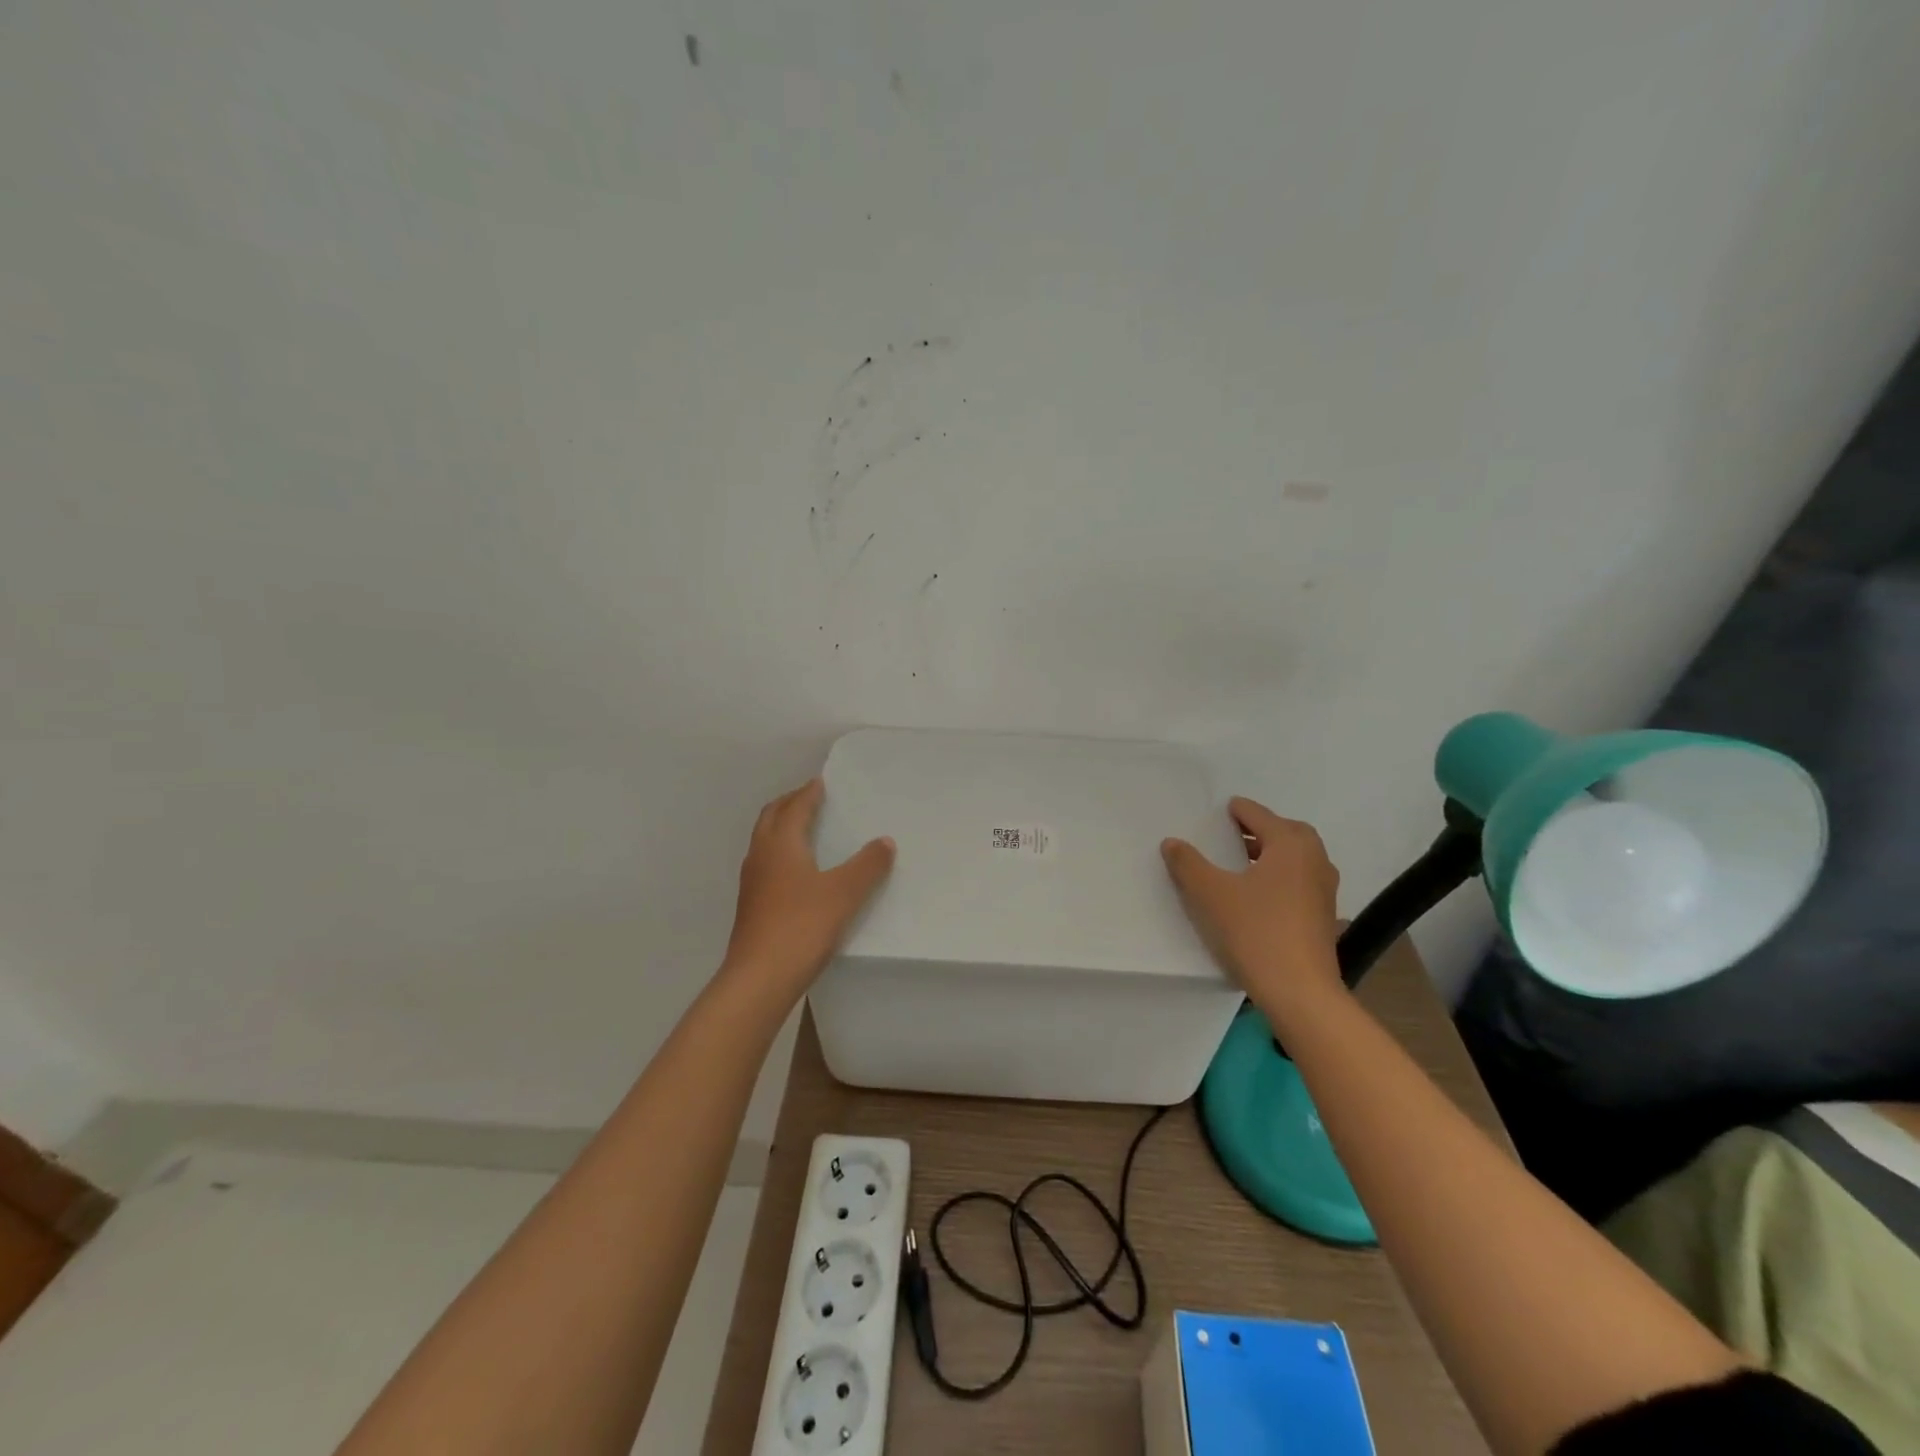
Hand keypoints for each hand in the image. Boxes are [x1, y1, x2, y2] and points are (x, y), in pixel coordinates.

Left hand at [720, 779, 894, 1008]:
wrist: (759, 978)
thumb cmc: (802, 926)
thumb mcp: (844, 893)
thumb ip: (867, 865)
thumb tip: (885, 841)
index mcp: (781, 844)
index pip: (794, 807)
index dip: (808, 793)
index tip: (821, 782)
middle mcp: (760, 856)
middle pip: (771, 818)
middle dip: (789, 804)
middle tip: (809, 798)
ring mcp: (751, 883)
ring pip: (764, 841)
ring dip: (781, 827)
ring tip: (803, 829)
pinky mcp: (750, 906)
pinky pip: (765, 864)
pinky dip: (779, 853)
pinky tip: (796, 872)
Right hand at [1161, 797, 1342, 1024]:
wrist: (1300, 991)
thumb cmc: (1255, 931)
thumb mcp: (1211, 894)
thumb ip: (1188, 863)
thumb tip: (1172, 842)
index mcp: (1290, 845)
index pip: (1260, 816)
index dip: (1239, 810)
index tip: (1223, 808)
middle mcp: (1315, 861)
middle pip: (1287, 833)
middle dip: (1262, 829)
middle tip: (1234, 833)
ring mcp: (1324, 890)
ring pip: (1298, 859)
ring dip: (1273, 854)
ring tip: (1243, 862)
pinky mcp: (1324, 917)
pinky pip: (1301, 881)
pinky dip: (1282, 877)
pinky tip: (1260, 895)